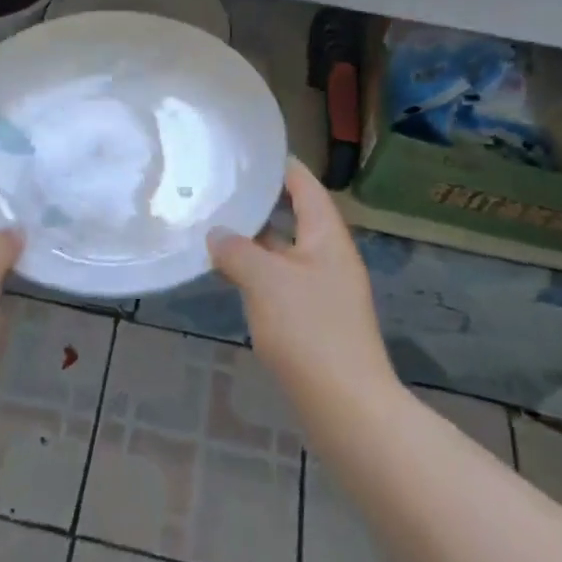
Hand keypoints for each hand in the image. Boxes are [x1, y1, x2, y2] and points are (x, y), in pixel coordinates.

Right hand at [210, 159, 396, 414]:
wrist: (346, 408)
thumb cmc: (309, 330)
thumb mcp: (265, 280)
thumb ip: (236, 250)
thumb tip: (216, 234)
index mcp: (327, 237)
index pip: (305, 186)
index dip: (280, 166)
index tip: (249, 152)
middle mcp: (329, 258)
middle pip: (294, 218)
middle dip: (259, 204)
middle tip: (219, 188)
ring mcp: (323, 292)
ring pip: (284, 254)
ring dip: (254, 242)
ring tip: (214, 227)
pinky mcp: (314, 322)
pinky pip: (281, 283)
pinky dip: (257, 274)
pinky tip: (230, 276)